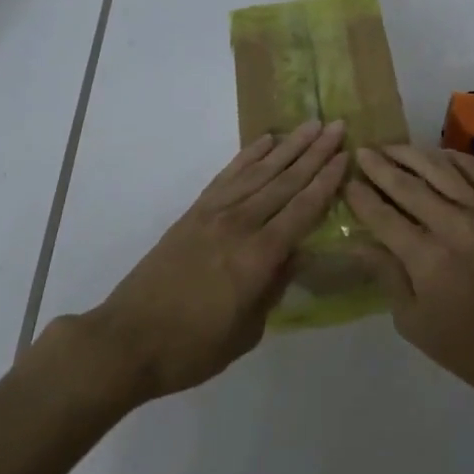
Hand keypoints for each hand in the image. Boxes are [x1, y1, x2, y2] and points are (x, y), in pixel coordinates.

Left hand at [72, 120, 348, 404]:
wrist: (127, 340)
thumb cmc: (192, 348)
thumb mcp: (246, 331)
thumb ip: (273, 288)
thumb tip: (293, 255)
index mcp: (258, 257)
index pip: (302, 210)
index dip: (326, 182)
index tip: (346, 156)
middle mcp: (240, 225)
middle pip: (285, 181)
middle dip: (315, 153)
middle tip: (338, 126)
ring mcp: (214, 213)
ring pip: (260, 171)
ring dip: (288, 146)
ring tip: (311, 125)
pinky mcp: (194, 212)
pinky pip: (229, 175)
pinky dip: (249, 156)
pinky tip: (266, 141)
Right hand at [345, 145, 473, 406]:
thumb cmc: (467, 346)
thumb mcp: (413, 322)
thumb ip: (386, 274)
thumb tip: (357, 241)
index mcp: (428, 259)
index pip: (383, 215)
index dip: (360, 196)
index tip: (345, 182)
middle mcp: (456, 225)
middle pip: (407, 184)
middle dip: (379, 166)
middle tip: (361, 152)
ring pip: (440, 167)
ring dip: (410, 154)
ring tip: (390, 148)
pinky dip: (449, 157)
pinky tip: (433, 156)